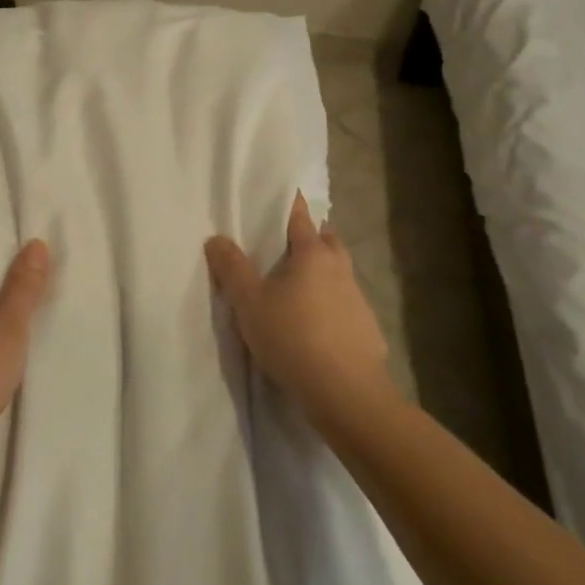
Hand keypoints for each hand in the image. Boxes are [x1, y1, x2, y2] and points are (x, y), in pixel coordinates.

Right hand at [205, 192, 392, 421]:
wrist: (345, 391)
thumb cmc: (292, 336)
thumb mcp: (249, 303)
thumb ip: (232, 269)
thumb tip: (216, 238)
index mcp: (312, 254)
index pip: (300, 217)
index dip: (290, 204)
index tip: (284, 193)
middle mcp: (340, 269)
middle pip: (328, 240)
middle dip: (313, 236)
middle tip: (291, 243)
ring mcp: (358, 299)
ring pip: (340, 272)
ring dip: (324, 272)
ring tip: (301, 286)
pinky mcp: (368, 329)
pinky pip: (347, 305)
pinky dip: (333, 304)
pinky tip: (319, 324)